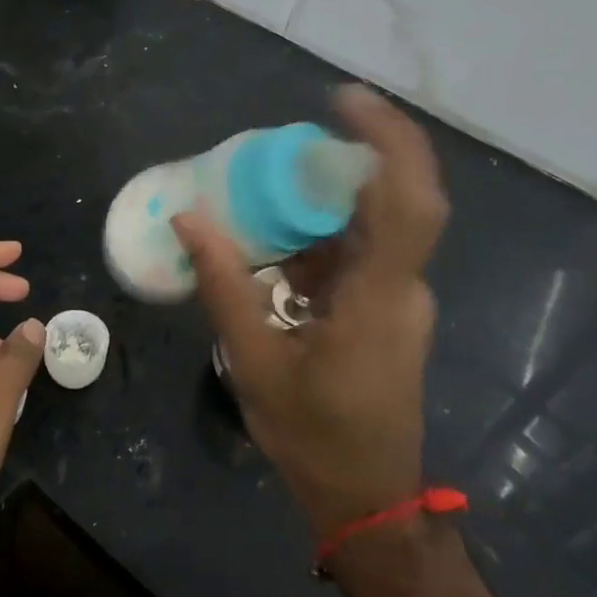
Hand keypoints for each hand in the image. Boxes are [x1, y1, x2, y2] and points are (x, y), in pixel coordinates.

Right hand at [173, 87, 447, 533]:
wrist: (365, 496)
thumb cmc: (313, 435)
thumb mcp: (254, 360)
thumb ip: (223, 285)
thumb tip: (188, 218)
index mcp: (380, 298)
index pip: (408, 200)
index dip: (387, 140)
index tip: (343, 100)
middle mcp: (402, 289)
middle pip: (390, 200)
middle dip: (345, 159)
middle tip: (285, 143)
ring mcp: (399, 300)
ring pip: (371, 227)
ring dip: (325, 202)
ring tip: (266, 189)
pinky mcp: (387, 312)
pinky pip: (358, 255)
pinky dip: (319, 238)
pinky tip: (275, 246)